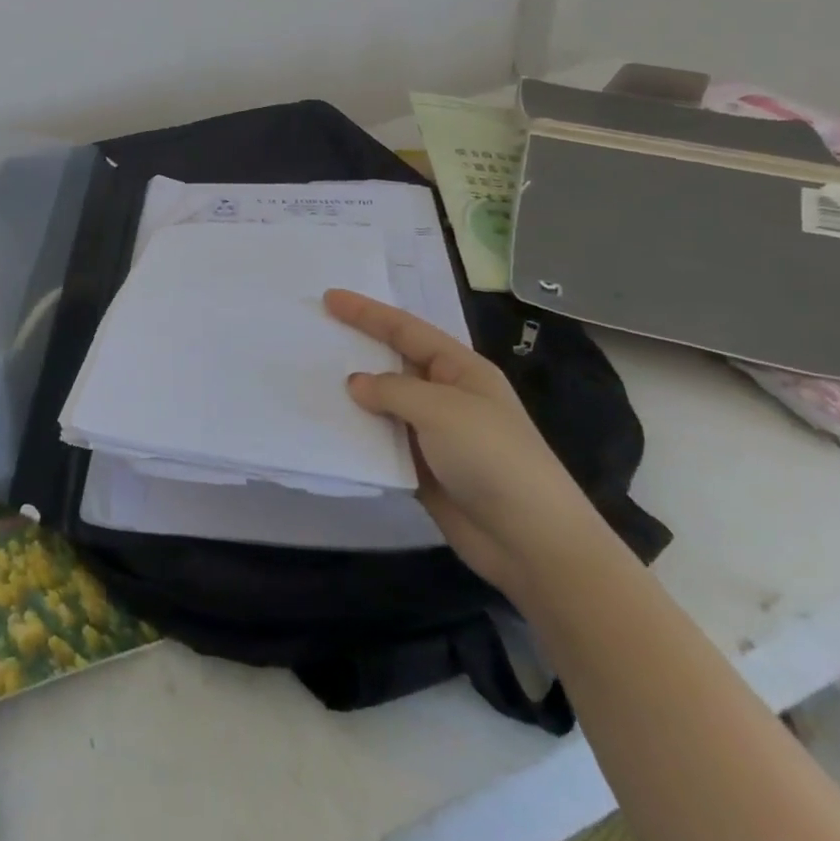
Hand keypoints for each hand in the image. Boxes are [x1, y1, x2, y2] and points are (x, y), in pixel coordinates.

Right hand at [324, 288, 608, 601]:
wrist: (531, 542)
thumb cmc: (493, 459)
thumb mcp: (442, 410)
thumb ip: (393, 390)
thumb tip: (355, 384)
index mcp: (460, 369)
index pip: (405, 330)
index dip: (366, 312)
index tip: (328, 298)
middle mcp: (445, 395)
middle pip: (392, 362)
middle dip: (356, 348)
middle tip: (313, 334)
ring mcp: (433, 434)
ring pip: (382, 403)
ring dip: (351, 395)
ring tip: (308, 379)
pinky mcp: (421, 469)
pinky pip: (381, 441)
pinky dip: (356, 434)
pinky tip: (326, 427)